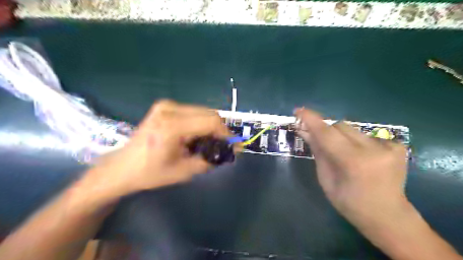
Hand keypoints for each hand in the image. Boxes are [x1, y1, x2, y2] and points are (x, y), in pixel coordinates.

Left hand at [88, 101, 229, 195]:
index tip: (235, 145)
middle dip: (220, 130)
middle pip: (209, 113)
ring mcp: (166, 105)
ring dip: (211, 127)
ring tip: (208, 143)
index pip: (210, 122)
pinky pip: (194, 112)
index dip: (226, 133)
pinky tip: (196, 136)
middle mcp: (169, 109)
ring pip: (203, 111)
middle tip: (222, 146)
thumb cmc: (151, 173)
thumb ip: (210, 159)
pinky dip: (201, 123)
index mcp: (171, 127)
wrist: (123, 167)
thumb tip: (231, 151)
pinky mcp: (165, 106)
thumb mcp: (184, 171)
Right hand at [297, 108, 407, 224]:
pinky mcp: (398, 146)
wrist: (388, 216)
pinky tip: (361, 157)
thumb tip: (305, 131)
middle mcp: (373, 149)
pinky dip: (357, 142)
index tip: (298, 110)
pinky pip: (366, 135)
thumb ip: (317, 152)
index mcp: (353, 162)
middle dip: (326, 131)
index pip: (326, 133)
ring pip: (353, 129)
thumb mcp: (325, 179)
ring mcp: (389, 146)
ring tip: (343, 154)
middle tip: (320, 141)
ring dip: (341, 137)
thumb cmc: (349, 203)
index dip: (311, 120)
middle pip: (340, 125)